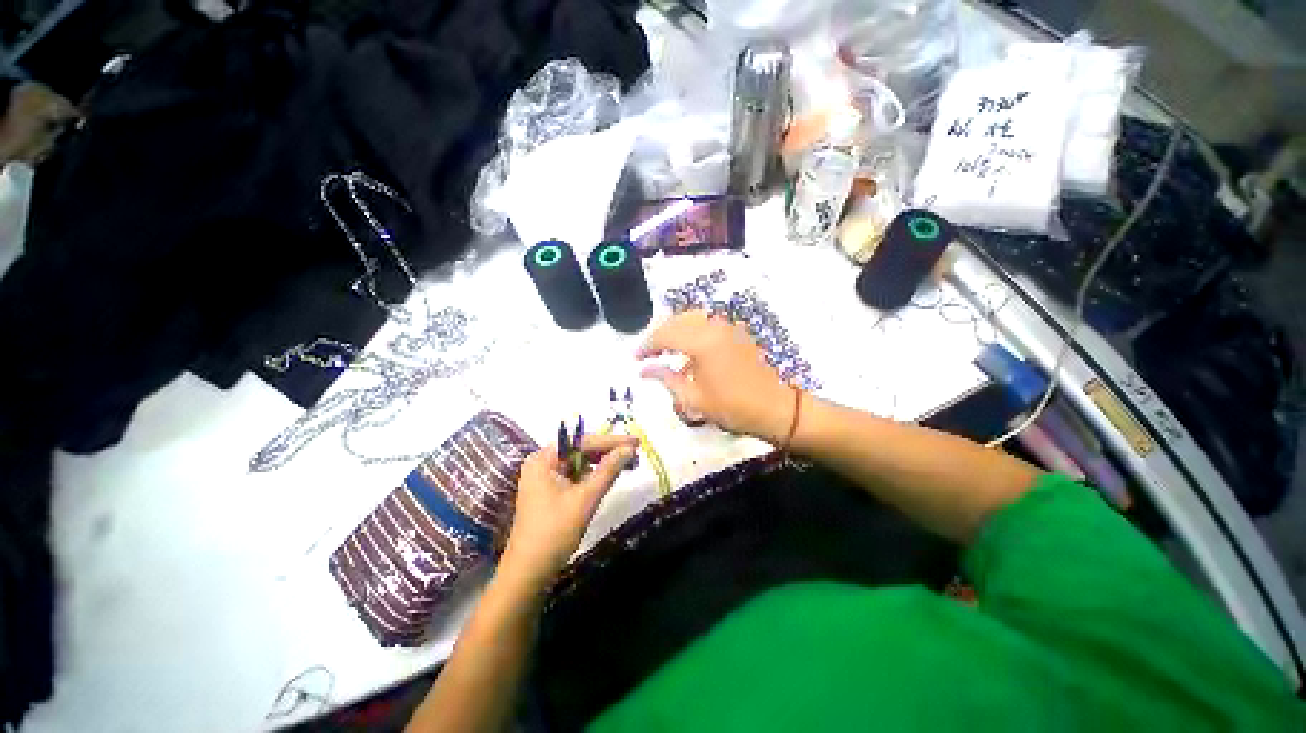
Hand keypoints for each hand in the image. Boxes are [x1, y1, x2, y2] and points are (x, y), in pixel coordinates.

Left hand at [500, 434, 637, 590]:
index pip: (582, 441)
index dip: (611, 440)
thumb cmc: (555, 532)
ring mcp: (544, 478)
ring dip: (603, 462)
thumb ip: (608, 470)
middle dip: (608, 451)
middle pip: (580, 449)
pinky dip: (593, 475)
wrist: (528, 574)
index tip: (635, 442)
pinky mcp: (549, 492)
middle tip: (635, 453)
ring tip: (628, 464)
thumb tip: (629, 449)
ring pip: (579, 462)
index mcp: (544, 459)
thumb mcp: (586, 498)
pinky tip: (609, 476)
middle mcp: (542, 463)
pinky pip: (575, 475)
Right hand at [637, 311, 794, 443]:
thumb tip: (643, 370)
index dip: (647, 345)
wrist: (775, 409)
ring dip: (676, 328)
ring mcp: (728, 327)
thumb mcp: (694, 398)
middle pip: (678, 320)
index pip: (665, 335)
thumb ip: (666, 379)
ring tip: (665, 346)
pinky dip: (693, 328)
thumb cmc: (732, 408)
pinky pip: (708, 322)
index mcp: (702, 342)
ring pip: (693, 317)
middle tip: (648, 352)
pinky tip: (689, 345)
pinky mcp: (737, 332)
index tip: (635, 358)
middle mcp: (714, 327)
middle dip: (659, 333)